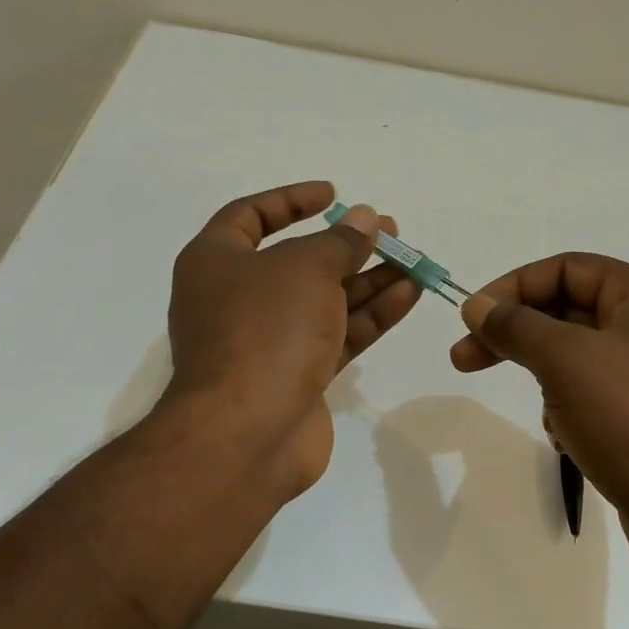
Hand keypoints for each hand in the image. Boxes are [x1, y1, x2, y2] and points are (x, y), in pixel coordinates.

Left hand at [165, 181, 421, 499]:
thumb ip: (340, 242)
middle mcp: (238, 298)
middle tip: (389, 231)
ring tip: (412, 261)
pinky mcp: (297, 375)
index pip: (250, 216)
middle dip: (346, 245)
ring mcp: (268, 340)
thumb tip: (365, 219)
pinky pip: (337, 334)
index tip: (334, 194)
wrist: (246, 434)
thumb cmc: (265, 331)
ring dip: (368, 279)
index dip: (292, 200)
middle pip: (298, 260)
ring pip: (324, 299)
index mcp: (216, 263)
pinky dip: (371, 314)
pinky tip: (408, 295)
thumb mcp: (306, 269)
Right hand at [450, 254, 628, 573]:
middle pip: (570, 311)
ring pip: (577, 358)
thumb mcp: (565, 360)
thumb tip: (476, 305)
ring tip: (548, 414)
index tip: (470, 318)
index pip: (566, 269)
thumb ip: (515, 325)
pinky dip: (570, 410)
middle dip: (518, 335)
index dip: (512, 287)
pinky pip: (594, 396)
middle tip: (464, 359)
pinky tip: (570, 440)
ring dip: (547, 379)